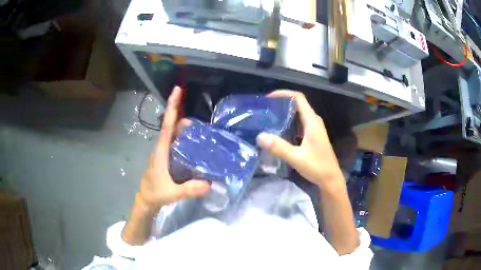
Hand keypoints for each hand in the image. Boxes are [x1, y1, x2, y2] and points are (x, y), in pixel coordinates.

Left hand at [138, 87, 210, 211]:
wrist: (146, 200)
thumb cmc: (155, 194)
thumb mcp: (172, 193)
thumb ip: (189, 189)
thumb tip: (209, 184)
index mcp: (161, 152)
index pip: (167, 126)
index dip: (172, 107)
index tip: (177, 90)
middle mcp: (161, 148)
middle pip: (170, 125)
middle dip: (179, 112)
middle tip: (193, 104)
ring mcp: (163, 153)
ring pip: (172, 133)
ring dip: (182, 124)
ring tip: (199, 123)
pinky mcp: (166, 158)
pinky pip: (174, 141)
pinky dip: (182, 135)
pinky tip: (193, 140)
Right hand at [256, 90, 343, 189]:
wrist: (331, 179)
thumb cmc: (317, 167)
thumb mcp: (296, 158)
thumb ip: (279, 147)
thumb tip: (260, 136)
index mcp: (312, 122)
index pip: (299, 98)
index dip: (284, 93)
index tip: (269, 98)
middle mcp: (314, 122)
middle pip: (298, 104)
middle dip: (282, 103)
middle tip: (266, 109)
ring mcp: (315, 129)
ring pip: (299, 114)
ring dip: (285, 113)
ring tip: (269, 118)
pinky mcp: (313, 136)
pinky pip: (300, 123)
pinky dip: (289, 122)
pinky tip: (279, 131)